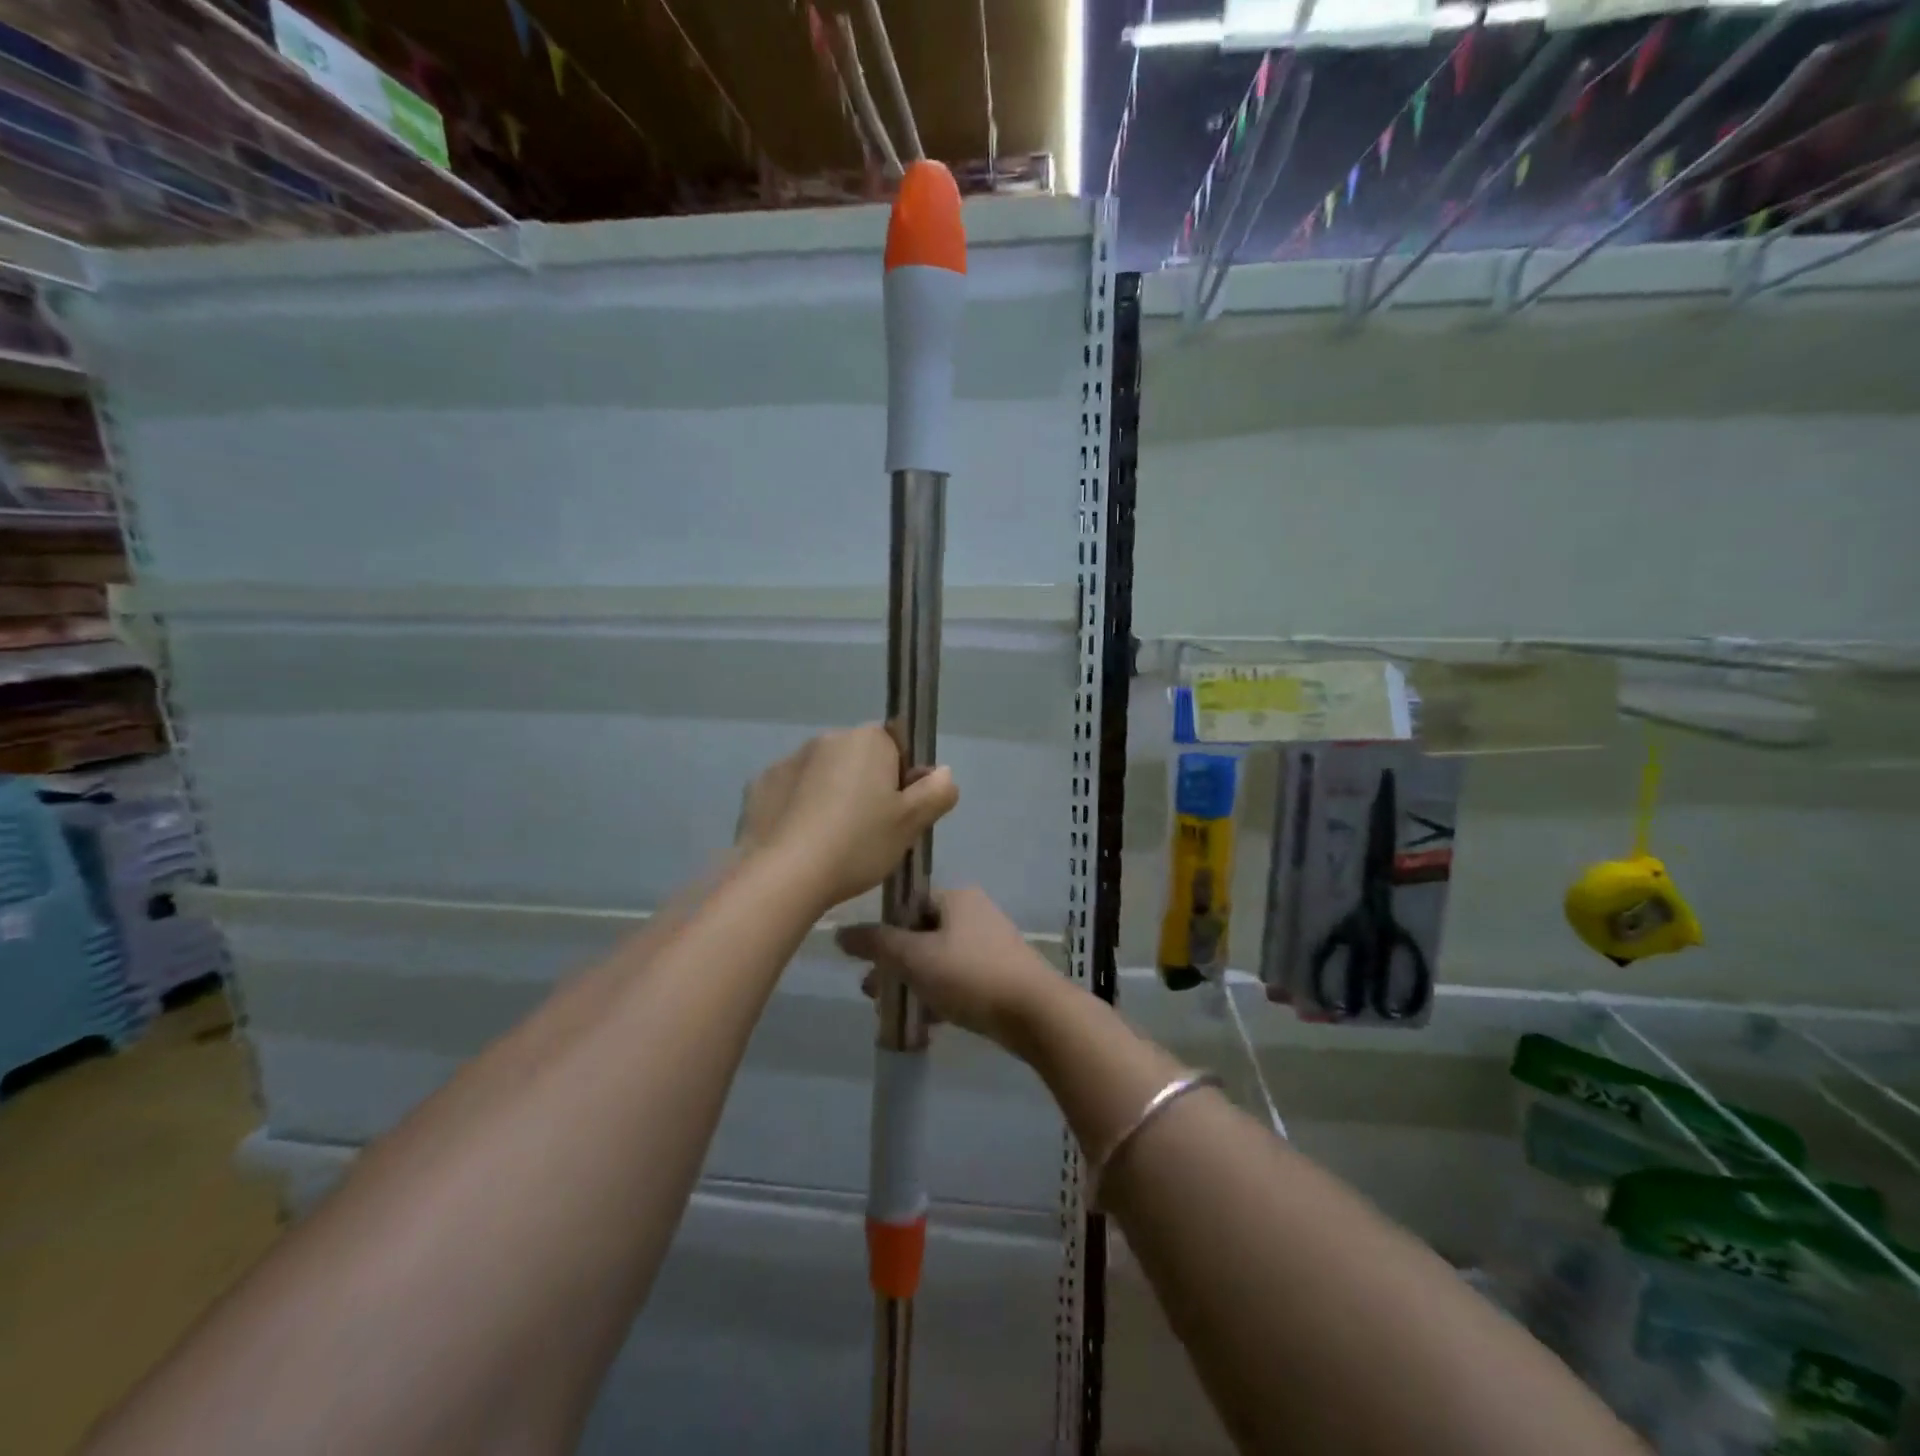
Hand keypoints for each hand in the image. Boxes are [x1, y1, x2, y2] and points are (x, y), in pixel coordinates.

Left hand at [740, 725, 957, 909]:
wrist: (784, 875)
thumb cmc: (858, 843)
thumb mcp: (911, 824)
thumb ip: (937, 792)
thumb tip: (942, 772)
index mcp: (867, 740)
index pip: (895, 747)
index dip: (901, 779)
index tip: (897, 813)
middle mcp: (826, 739)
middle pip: (857, 760)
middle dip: (865, 786)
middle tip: (869, 832)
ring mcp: (788, 760)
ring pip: (822, 776)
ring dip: (830, 796)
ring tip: (831, 842)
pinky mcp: (759, 786)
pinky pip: (790, 793)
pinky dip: (797, 809)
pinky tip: (800, 842)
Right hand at [836, 887, 1063, 1049]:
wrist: (1035, 1013)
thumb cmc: (969, 975)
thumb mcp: (915, 957)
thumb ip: (877, 944)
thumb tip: (840, 933)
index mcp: (957, 899)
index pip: (908, 905)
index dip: (884, 932)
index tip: (867, 962)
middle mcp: (975, 914)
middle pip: (921, 935)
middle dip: (894, 965)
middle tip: (871, 994)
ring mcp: (991, 945)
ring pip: (939, 961)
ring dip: (913, 984)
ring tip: (892, 1015)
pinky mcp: (1001, 975)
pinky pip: (959, 981)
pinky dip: (939, 997)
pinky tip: (926, 1026)